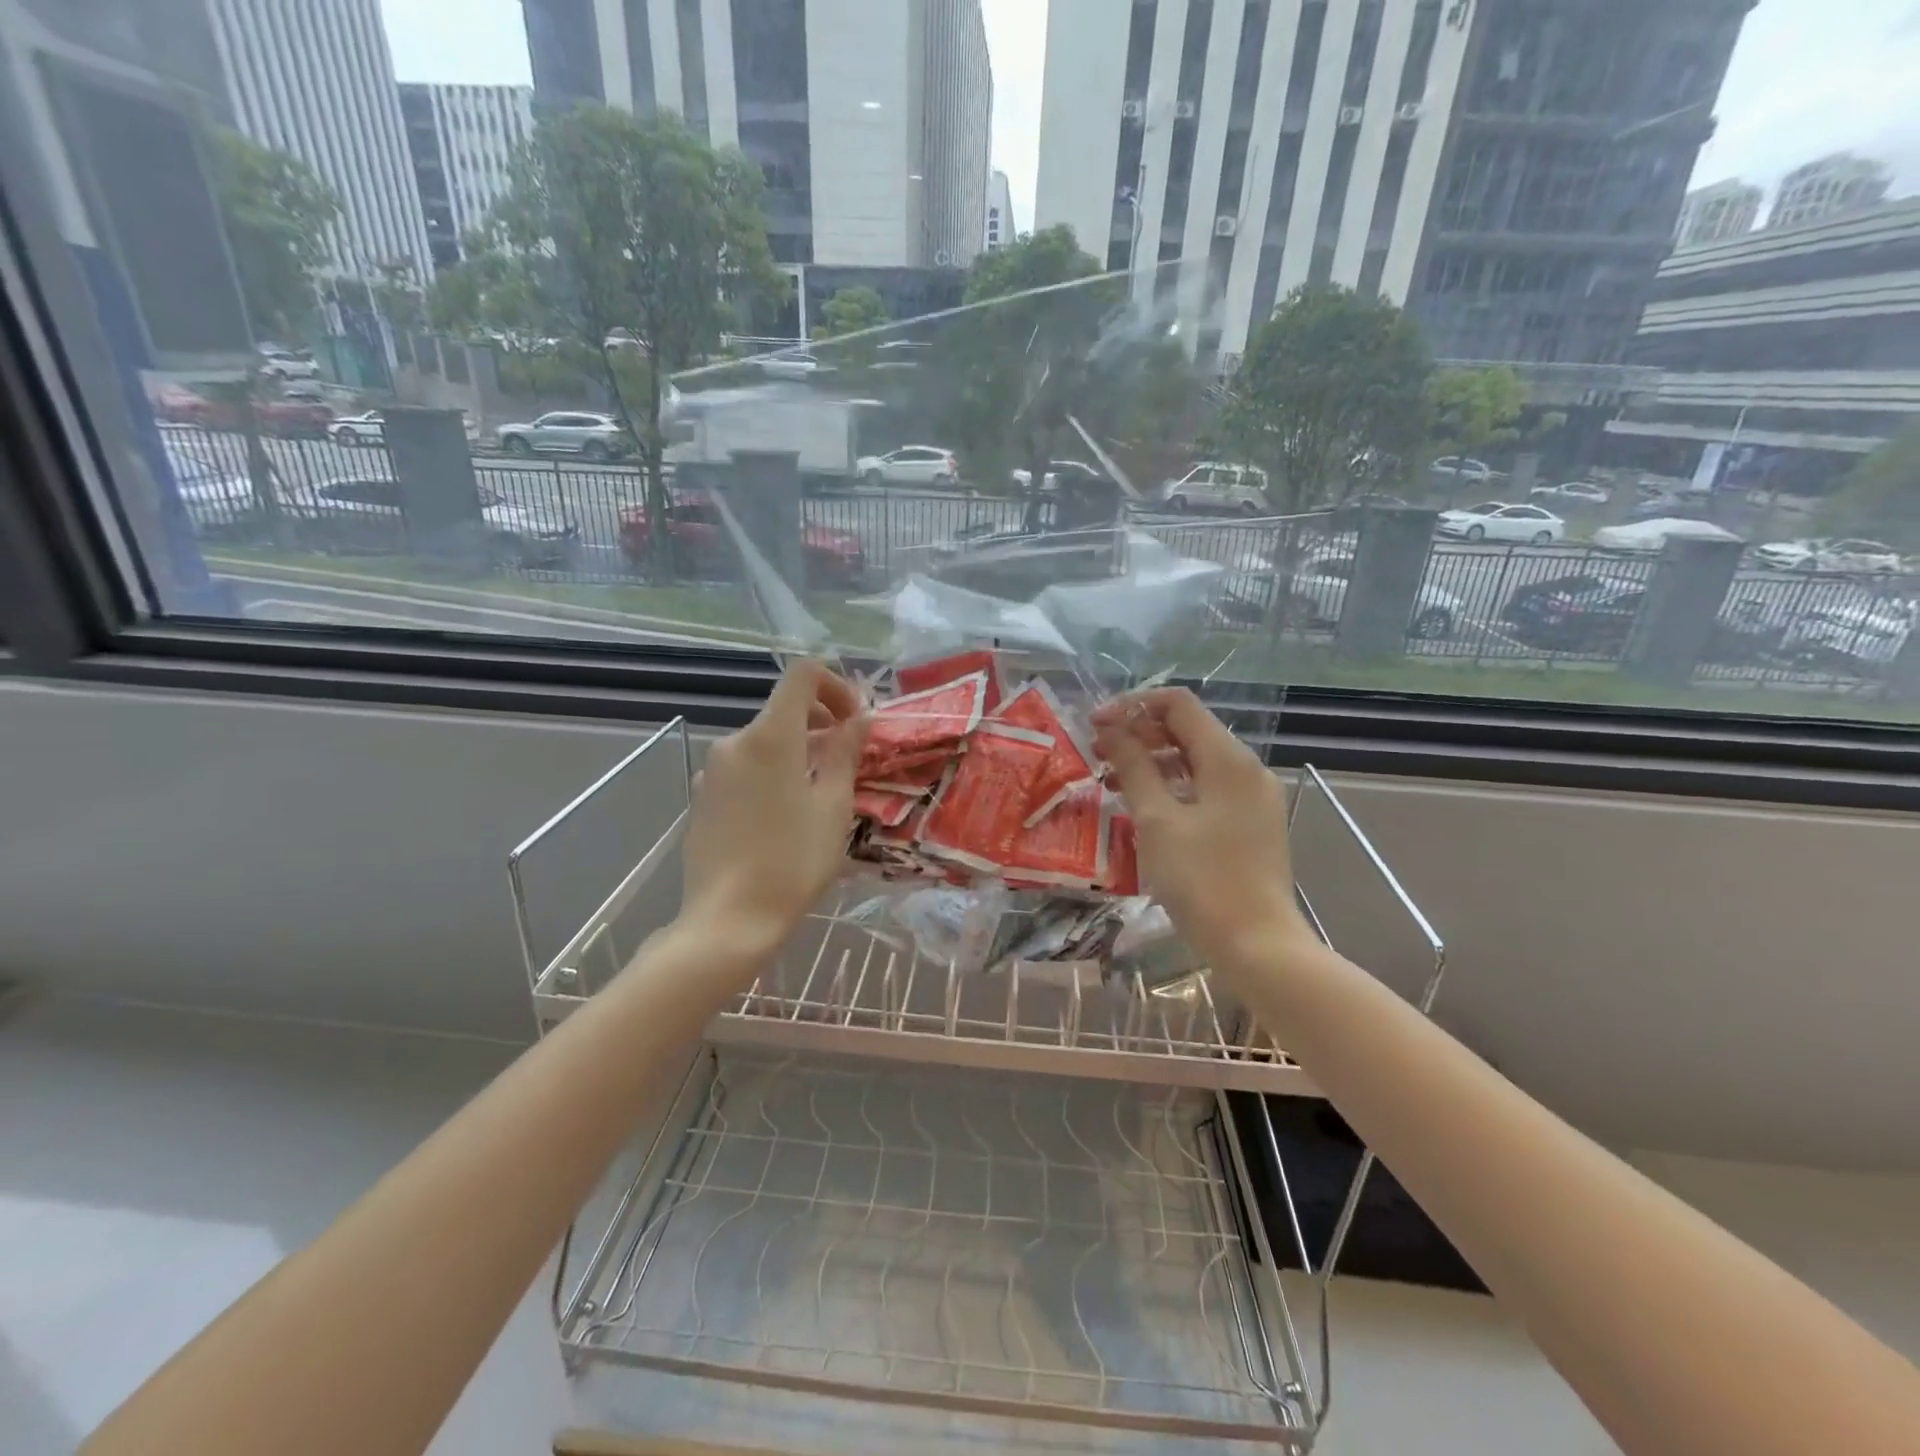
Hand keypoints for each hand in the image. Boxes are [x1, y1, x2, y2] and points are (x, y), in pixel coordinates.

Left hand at [678, 661, 866, 953]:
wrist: (728, 920)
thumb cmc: (793, 862)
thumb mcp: (833, 806)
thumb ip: (845, 753)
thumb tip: (858, 719)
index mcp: (770, 736)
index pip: (802, 675)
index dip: (835, 685)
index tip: (854, 720)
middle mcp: (734, 741)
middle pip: (783, 710)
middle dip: (821, 724)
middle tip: (847, 762)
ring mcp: (712, 770)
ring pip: (764, 741)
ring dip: (797, 751)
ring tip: (819, 795)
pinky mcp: (701, 797)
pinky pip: (744, 768)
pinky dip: (771, 773)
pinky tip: (783, 817)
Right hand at [1092, 689, 1311, 970]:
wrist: (1257, 946)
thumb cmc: (1202, 879)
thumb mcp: (1157, 820)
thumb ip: (1134, 767)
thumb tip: (1112, 729)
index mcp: (1229, 759)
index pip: (1178, 704)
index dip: (1133, 706)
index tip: (1095, 725)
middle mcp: (1246, 769)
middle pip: (1188, 730)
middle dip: (1139, 734)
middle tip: (1097, 753)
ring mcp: (1252, 798)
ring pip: (1195, 761)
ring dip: (1152, 761)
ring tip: (1110, 779)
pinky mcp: (1249, 824)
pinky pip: (1205, 788)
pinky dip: (1172, 787)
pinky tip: (1141, 806)